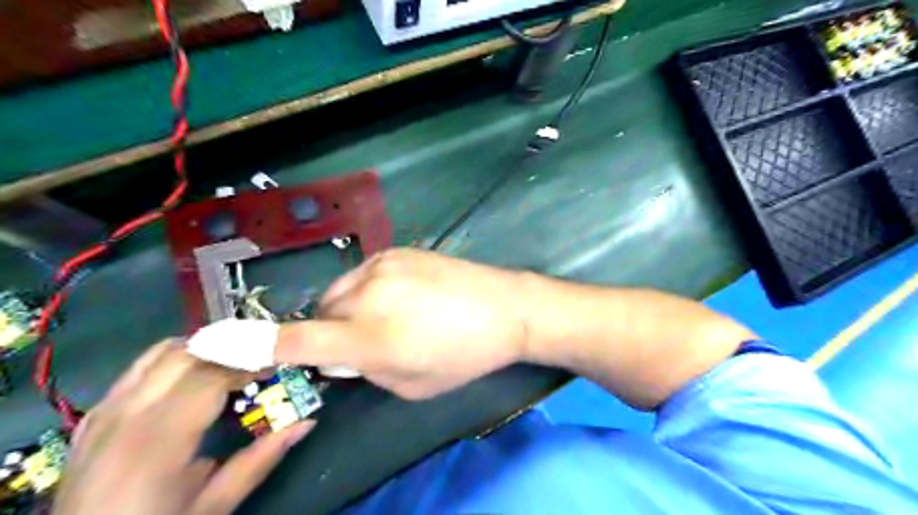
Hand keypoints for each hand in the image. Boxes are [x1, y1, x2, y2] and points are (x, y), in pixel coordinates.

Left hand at [52, 343, 313, 514]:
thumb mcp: (213, 506)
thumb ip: (260, 459)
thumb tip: (307, 423)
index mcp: (157, 442)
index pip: (211, 375)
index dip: (249, 362)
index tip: (276, 366)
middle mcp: (125, 416)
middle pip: (186, 354)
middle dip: (229, 349)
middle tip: (258, 361)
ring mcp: (103, 413)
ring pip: (159, 353)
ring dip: (201, 349)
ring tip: (230, 362)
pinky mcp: (93, 417)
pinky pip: (137, 370)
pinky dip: (172, 361)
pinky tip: (191, 378)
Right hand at [274, 248, 531, 400]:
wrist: (505, 307)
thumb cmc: (463, 355)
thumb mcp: (411, 385)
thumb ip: (366, 371)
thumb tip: (340, 355)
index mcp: (371, 338)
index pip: (298, 341)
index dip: (255, 344)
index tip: (215, 341)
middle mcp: (367, 296)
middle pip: (321, 314)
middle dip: (332, 332)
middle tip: (366, 341)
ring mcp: (382, 266)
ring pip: (339, 292)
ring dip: (349, 309)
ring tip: (388, 316)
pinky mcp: (396, 250)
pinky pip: (362, 274)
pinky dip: (368, 289)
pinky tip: (402, 295)